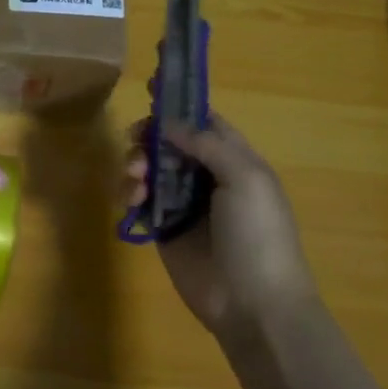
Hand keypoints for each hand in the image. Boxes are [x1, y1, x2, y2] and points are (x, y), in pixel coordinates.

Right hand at [124, 115, 314, 337]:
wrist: (254, 304)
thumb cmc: (258, 235)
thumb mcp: (245, 178)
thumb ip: (207, 143)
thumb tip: (169, 122)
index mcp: (234, 159)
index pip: (203, 120)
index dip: (178, 102)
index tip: (151, 84)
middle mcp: (207, 175)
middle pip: (169, 140)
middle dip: (149, 135)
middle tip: (137, 142)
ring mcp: (184, 202)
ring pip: (149, 167)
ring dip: (136, 164)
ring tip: (136, 181)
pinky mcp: (163, 228)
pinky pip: (139, 199)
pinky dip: (129, 193)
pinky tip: (130, 200)